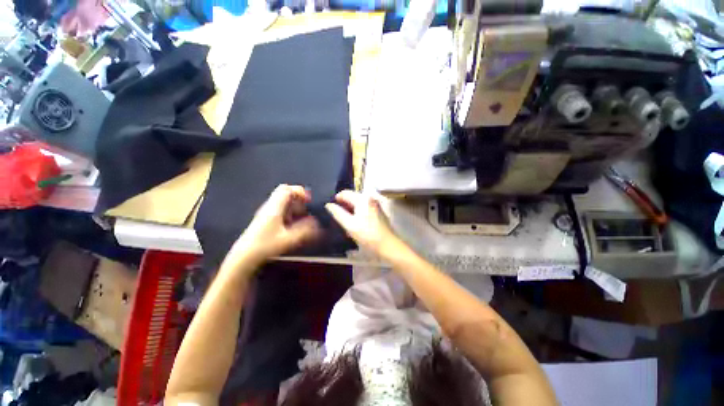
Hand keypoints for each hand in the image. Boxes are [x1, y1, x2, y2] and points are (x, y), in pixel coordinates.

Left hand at [230, 184, 321, 263]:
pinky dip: (289, 213)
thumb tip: (317, 223)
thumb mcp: (288, 239)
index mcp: (274, 207)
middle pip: (284, 193)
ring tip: (302, 218)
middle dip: (298, 199)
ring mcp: (266, 213)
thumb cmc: (265, 245)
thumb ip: (305, 231)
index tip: (309, 201)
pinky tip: (292, 225)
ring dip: (294, 207)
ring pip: (283, 202)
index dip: (300, 192)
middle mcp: (270, 207)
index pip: (286, 189)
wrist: (244, 257)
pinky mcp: (265, 220)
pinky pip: (280, 210)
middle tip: (307, 209)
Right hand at [325, 190, 399, 254]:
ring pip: (358, 203)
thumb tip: (328, 205)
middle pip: (352, 197)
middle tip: (337, 217)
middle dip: (344, 206)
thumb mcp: (349, 225)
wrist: (387, 244)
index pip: (345, 193)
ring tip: (345, 222)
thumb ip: (338, 213)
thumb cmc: (367, 234)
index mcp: (363, 198)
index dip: (336, 199)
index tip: (331, 209)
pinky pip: (364, 208)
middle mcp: (370, 198)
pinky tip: (355, 224)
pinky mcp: (378, 211)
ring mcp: (375, 204)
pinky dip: (358, 213)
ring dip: (350, 210)